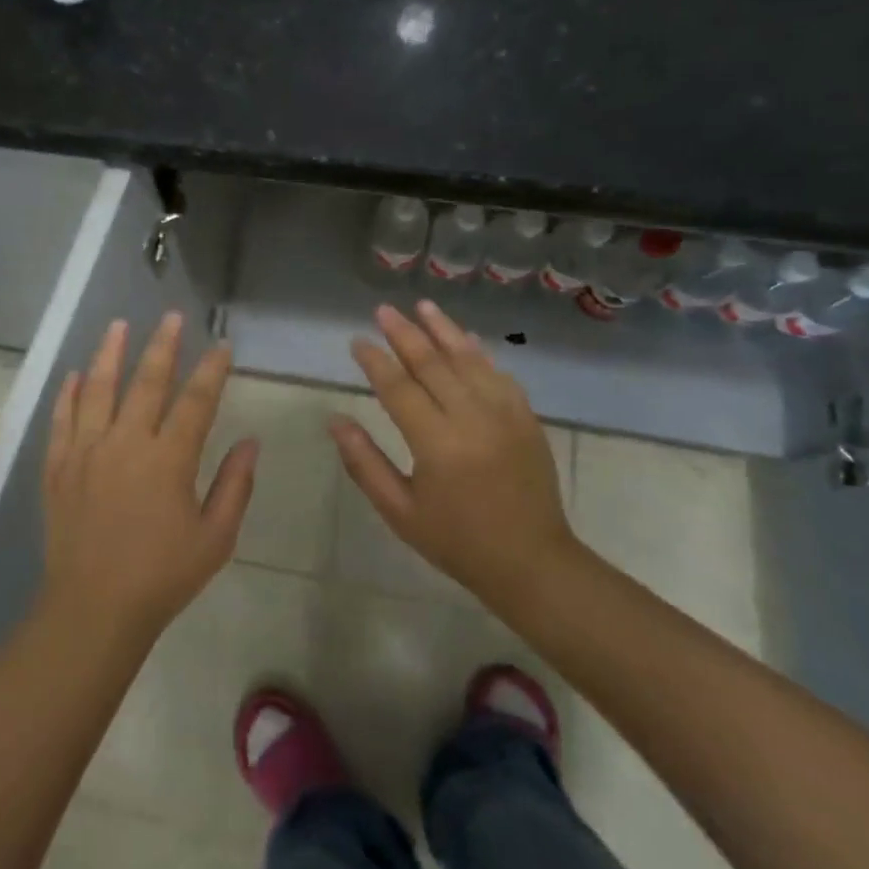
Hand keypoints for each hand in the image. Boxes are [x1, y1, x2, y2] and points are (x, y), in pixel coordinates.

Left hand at [41, 312, 257, 642]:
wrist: (93, 609)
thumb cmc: (162, 577)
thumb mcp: (215, 538)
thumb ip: (234, 486)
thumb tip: (251, 442)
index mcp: (168, 460)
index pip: (196, 401)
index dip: (211, 370)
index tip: (221, 346)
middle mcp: (126, 444)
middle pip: (146, 382)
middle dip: (162, 346)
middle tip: (170, 317)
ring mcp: (87, 452)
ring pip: (98, 390)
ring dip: (109, 354)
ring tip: (118, 325)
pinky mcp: (59, 468)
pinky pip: (62, 421)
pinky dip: (67, 395)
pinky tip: (74, 375)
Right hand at [329, 301, 578, 616]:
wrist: (533, 563)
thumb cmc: (457, 541)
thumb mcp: (400, 511)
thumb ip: (364, 463)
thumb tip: (336, 420)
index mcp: (437, 444)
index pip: (399, 388)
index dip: (375, 361)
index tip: (357, 341)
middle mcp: (472, 419)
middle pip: (432, 364)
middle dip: (404, 333)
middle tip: (383, 310)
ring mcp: (505, 414)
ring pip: (468, 360)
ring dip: (443, 330)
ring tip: (422, 306)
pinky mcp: (526, 418)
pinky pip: (498, 374)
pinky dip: (479, 353)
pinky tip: (466, 339)